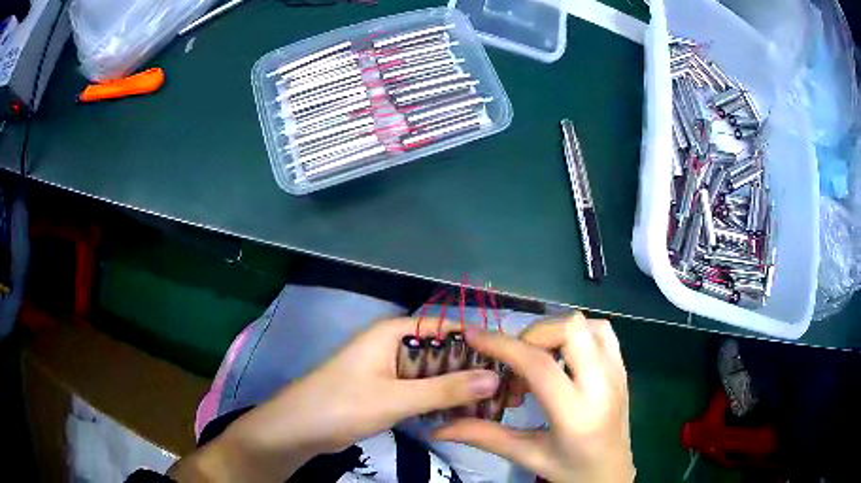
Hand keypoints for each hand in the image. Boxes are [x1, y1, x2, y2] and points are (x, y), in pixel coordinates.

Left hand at [171, 317, 501, 482]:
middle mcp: (394, 345)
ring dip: (458, 387)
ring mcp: (389, 369)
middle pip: (443, 351)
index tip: (510, 359)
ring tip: (493, 404)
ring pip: (433, 373)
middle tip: (507, 389)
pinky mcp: (386, 390)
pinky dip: (440, 399)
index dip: (479, 341)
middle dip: (472, 369)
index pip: (447, 326)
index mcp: (394, 332)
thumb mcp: (396, 398)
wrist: (299, 428)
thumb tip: (495, 377)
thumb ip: (445, 388)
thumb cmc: (342, 404)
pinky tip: (463, 413)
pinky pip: (421, 390)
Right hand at [432, 312, 634, 482]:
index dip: (503, 345)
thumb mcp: (527, 456)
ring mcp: (617, 373)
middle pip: (570, 330)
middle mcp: (603, 385)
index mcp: (576, 413)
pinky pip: (602, 333)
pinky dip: (577, 335)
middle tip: (516, 363)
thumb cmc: (571, 471)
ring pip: (588, 324)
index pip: (539, 365)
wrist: (612, 475)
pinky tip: (563, 360)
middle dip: (534, 335)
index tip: (474, 336)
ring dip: (557, 333)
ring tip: (540, 361)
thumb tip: (437, 428)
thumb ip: (484, 437)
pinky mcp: (623, 369)